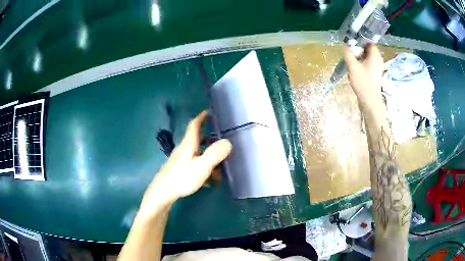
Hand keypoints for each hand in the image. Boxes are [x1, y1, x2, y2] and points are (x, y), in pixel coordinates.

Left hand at [140, 111, 231, 212]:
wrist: (162, 192)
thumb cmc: (182, 178)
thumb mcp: (201, 166)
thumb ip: (215, 154)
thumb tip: (227, 142)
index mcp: (188, 144)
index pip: (194, 125)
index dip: (201, 117)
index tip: (208, 112)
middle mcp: (183, 149)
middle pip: (196, 139)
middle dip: (208, 137)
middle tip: (220, 139)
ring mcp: (180, 159)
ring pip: (196, 152)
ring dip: (207, 155)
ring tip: (219, 165)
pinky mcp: (178, 169)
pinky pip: (193, 163)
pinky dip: (202, 166)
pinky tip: (208, 179)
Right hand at [344, 43, 384, 110]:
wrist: (370, 101)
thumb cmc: (363, 83)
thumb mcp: (352, 66)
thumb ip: (348, 54)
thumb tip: (345, 46)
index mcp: (375, 55)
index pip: (368, 42)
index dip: (360, 41)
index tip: (352, 44)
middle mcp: (378, 60)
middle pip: (368, 49)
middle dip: (359, 50)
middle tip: (351, 53)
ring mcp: (378, 68)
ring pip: (369, 57)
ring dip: (361, 57)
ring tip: (353, 62)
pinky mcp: (376, 75)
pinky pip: (369, 64)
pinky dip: (363, 64)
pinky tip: (357, 69)